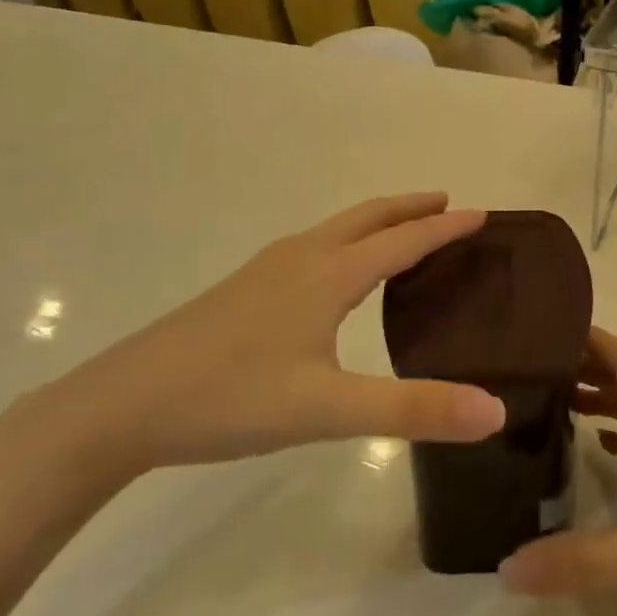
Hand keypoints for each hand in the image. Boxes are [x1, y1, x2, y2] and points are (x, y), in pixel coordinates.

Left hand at [29, 194, 504, 481]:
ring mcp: (265, 271)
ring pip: (335, 230)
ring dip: (376, 223)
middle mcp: (300, 259)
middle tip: (448, 204)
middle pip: (367, 218)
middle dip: (410, 208)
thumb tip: (495, 411)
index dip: (445, 227)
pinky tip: (334, 277)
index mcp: (328, 275)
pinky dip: (346, 243)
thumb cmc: (230, 399)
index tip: (483, 214)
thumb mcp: (328, 410)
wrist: (120, 406)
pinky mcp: (242, 291)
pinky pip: (312, 248)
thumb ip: (414, 410)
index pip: (403, 240)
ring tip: (402, 234)